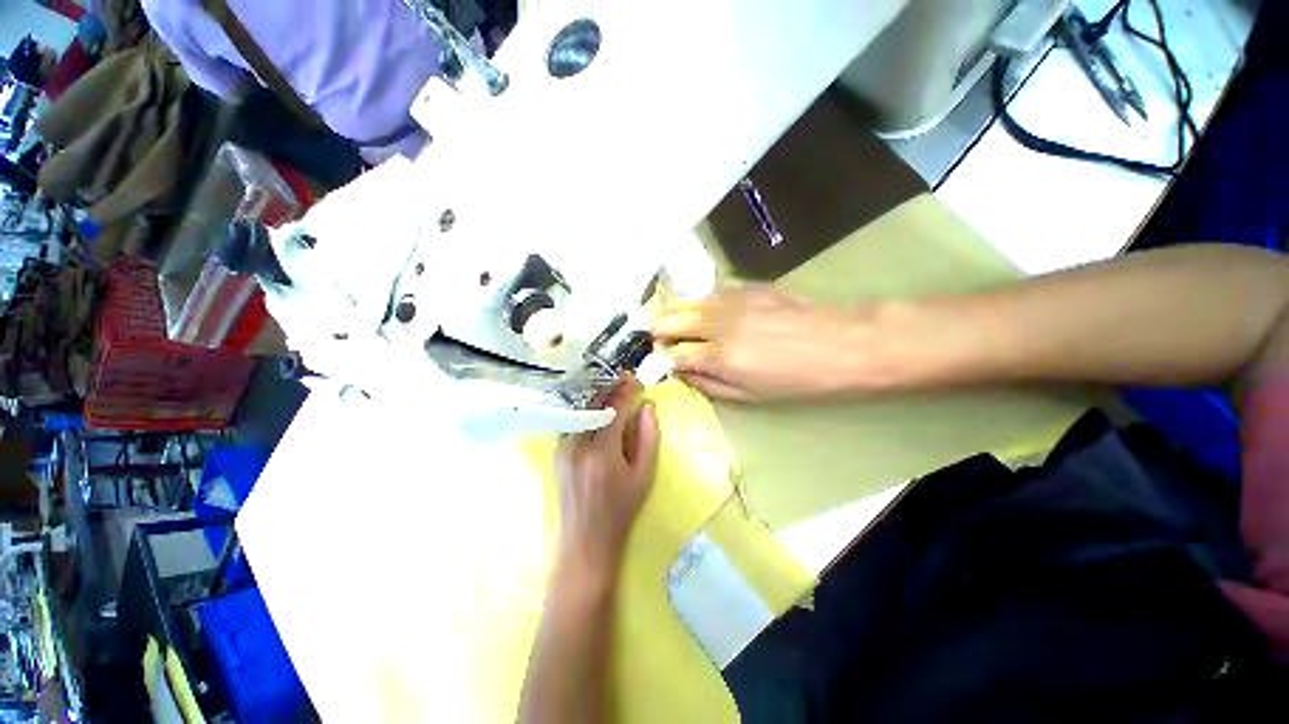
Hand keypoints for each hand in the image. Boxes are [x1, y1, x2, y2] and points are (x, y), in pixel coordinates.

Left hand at [555, 379, 660, 581]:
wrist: (585, 541)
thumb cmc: (621, 510)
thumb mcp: (644, 476)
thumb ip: (648, 437)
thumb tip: (648, 406)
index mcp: (602, 453)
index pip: (613, 410)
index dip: (625, 390)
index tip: (635, 378)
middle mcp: (577, 446)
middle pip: (593, 405)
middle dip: (610, 389)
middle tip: (625, 381)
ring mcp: (562, 449)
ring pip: (581, 412)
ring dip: (598, 400)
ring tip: (614, 394)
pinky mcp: (556, 453)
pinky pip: (574, 423)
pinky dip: (587, 413)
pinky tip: (599, 413)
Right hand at [653, 287, 872, 400]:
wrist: (843, 344)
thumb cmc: (799, 381)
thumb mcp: (750, 397)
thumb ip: (709, 384)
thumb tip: (681, 373)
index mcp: (720, 357)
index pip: (670, 353)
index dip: (660, 360)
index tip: (661, 364)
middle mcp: (717, 323)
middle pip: (667, 319)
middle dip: (658, 333)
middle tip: (665, 344)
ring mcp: (730, 299)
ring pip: (683, 301)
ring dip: (675, 315)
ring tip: (681, 328)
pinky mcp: (745, 285)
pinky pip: (708, 292)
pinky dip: (699, 304)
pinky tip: (709, 314)